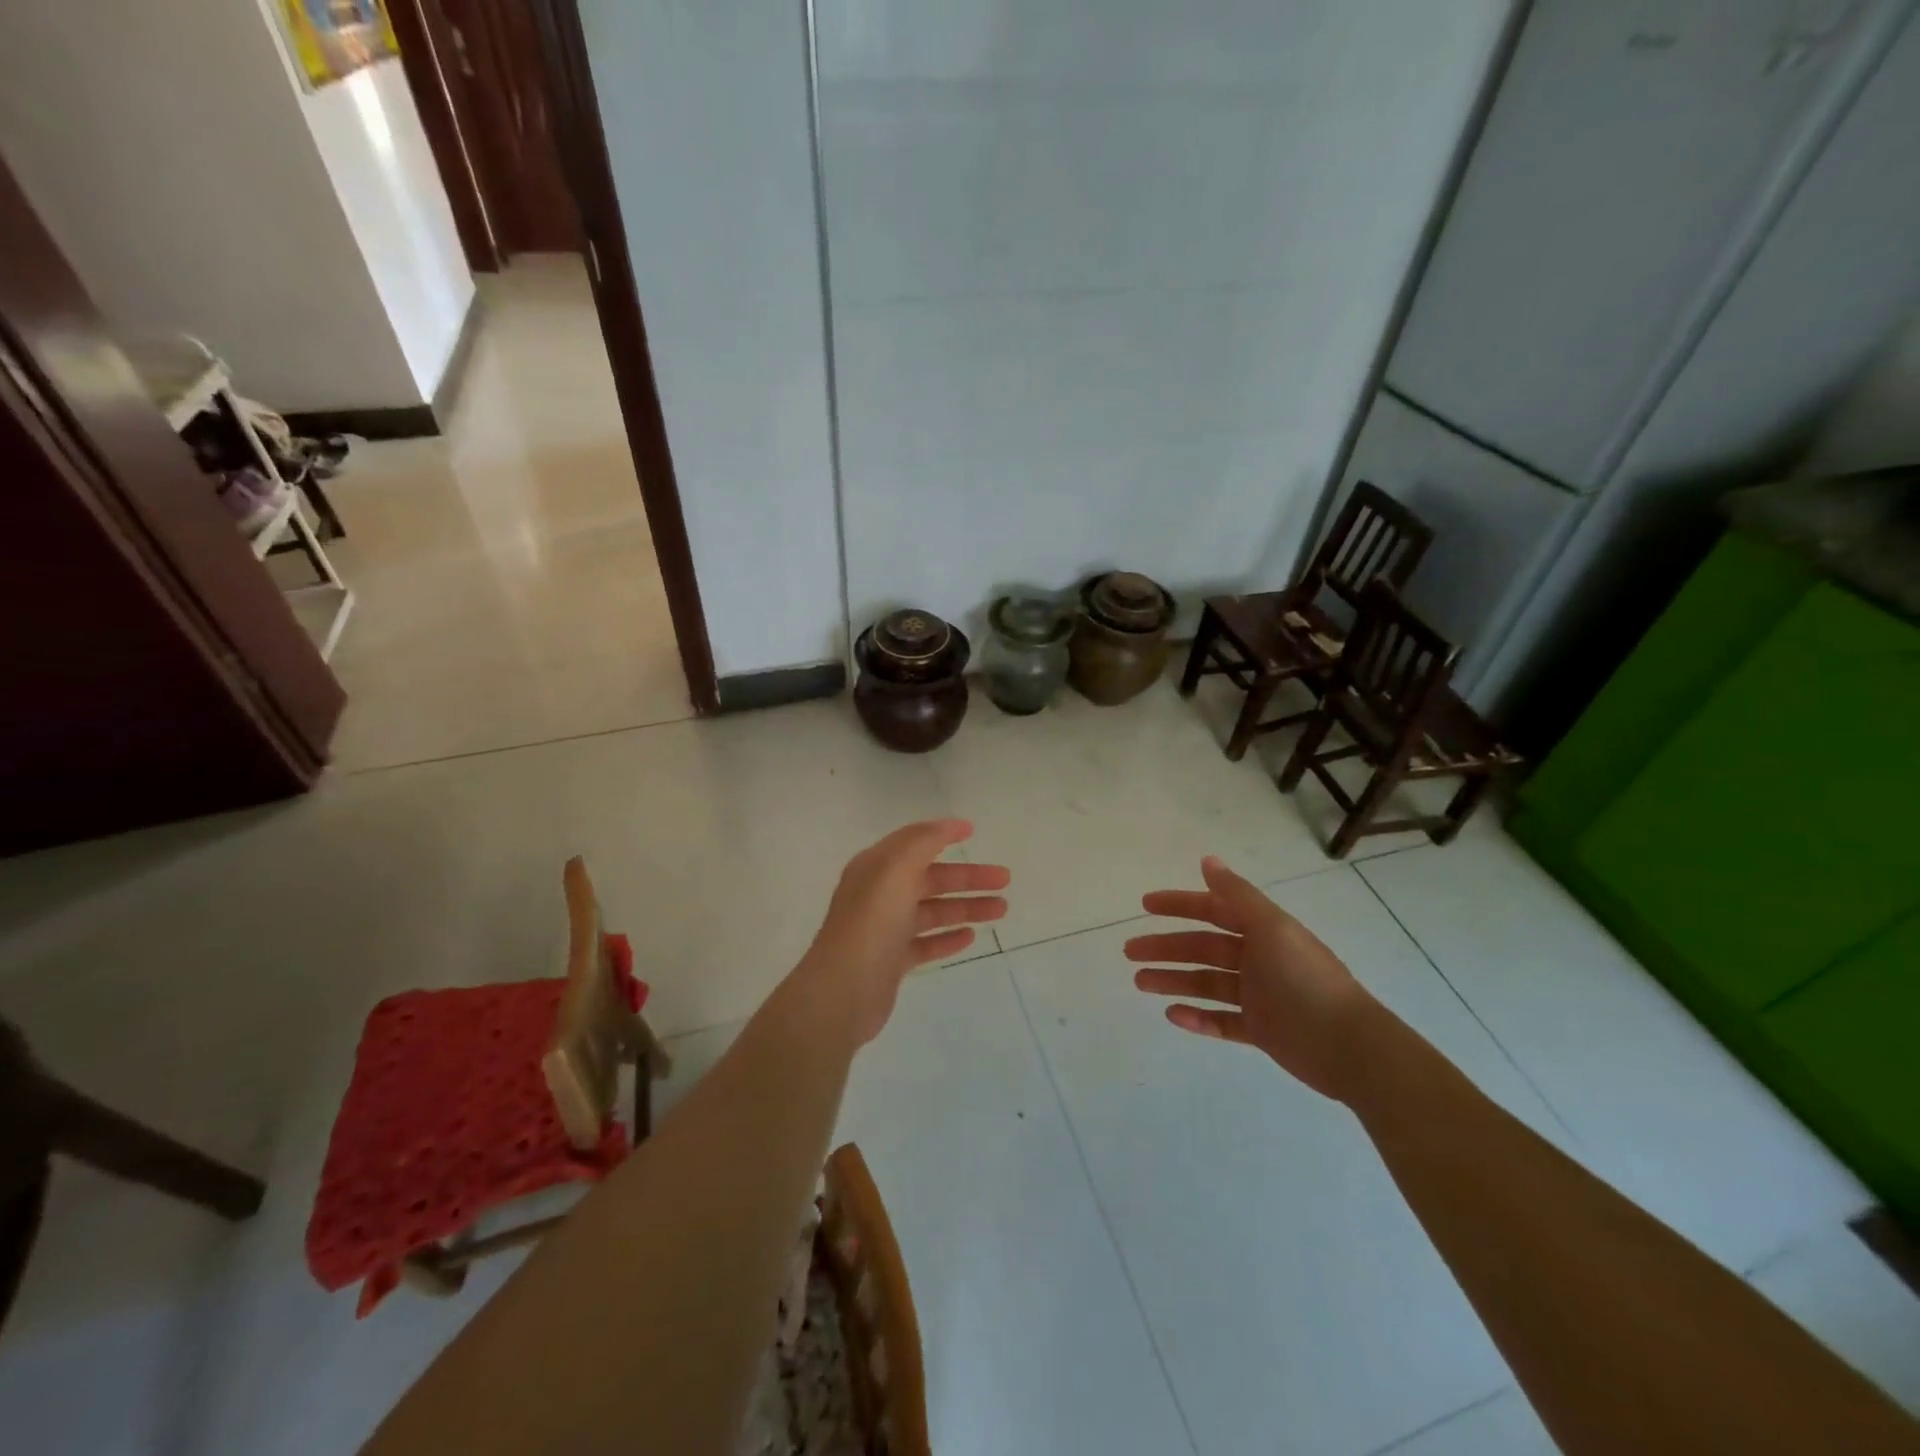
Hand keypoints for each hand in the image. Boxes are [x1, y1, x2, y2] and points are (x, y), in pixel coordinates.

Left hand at [796, 819, 1009, 1043]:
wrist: (844, 989)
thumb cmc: (872, 922)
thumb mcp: (896, 869)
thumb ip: (923, 842)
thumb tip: (949, 825)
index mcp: (876, 867)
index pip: (914, 843)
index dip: (942, 834)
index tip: (973, 832)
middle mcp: (879, 894)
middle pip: (930, 879)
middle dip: (968, 877)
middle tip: (1004, 879)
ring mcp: (885, 929)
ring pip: (933, 912)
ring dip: (966, 907)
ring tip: (1001, 909)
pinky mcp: (892, 961)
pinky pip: (925, 944)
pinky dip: (947, 938)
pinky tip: (970, 937)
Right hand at [1127, 857, 1377, 1100]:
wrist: (1349, 1047)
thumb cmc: (1306, 979)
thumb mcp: (1271, 928)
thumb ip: (1238, 895)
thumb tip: (1207, 859)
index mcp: (1262, 931)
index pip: (1213, 910)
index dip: (1180, 905)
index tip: (1145, 905)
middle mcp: (1258, 959)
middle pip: (1203, 948)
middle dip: (1166, 947)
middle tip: (1130, 952)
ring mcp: (1259, 997)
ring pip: (1206, 983)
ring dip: (1173, 980)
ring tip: (1140, 982)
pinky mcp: (1261, 1031)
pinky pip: (1222, 1021)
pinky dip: (1197, 1017)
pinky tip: (1172, 1015)